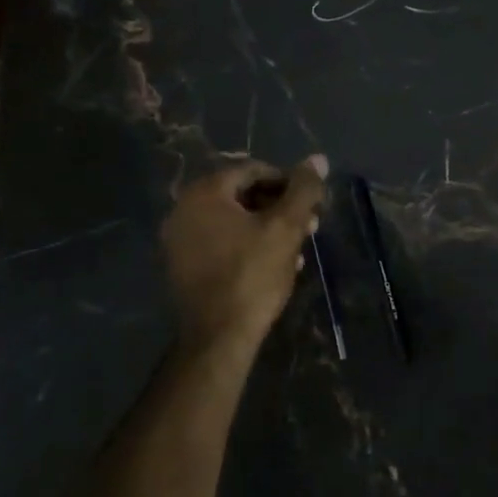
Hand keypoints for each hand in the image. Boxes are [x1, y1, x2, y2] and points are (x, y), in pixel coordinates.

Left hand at [161, 156, 327, 358]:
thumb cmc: (252, 275)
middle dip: (279, 207)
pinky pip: (220, 242)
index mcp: (204, 193)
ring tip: (297, 248)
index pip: (254, 170)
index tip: (311, 203)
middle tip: (309, 225)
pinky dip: (247, 245)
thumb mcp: (286, 228)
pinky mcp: (182, 266)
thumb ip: (303, 190)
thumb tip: (318, 159)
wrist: (218, 337)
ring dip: (267, 228)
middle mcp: (183, 209)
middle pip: (242, 195)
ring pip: (233, 221)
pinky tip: (274, 264)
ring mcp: (179, 240)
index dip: (288, 183)